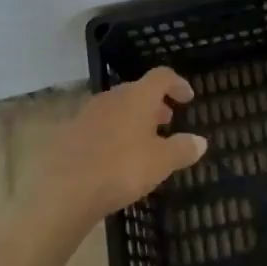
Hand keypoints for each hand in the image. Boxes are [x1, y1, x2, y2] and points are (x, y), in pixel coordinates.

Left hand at [28, 68, 205, 230]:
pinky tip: (116, 154)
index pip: (162, 76)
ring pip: (118, 107)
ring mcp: (89, 112)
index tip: (188, 97)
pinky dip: (114, 131)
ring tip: (143, 139)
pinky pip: (100, 123)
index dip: (177, 83)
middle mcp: (113, 96)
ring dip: (133, 117)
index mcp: (138, 96)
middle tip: (167, 120)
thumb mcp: (161, 162)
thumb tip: (201, 141)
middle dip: (155, 103)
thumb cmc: (121, 168)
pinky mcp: (72, 130)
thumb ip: (182, 149)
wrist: (65, 188)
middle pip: (138, 90)